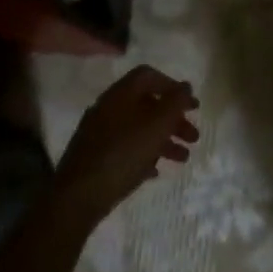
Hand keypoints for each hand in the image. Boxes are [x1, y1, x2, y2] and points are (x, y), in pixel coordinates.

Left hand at [53, 66, 199, 223]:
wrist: (79, 195)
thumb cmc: (124, 152)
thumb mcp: (158, 124)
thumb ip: (176, 102)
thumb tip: (186, 86)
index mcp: (121, 94)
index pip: (149, 76)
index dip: (173, 86)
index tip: (191, 106)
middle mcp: (108, 108)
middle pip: (147, 105)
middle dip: (174, 120)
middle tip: (193, 136)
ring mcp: (100, 133)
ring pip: (139, 129)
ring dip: (164, 140)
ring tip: (183, 159)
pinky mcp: (96, 157)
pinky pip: (126, 149)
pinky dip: (144, 156)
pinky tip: (155, 171)